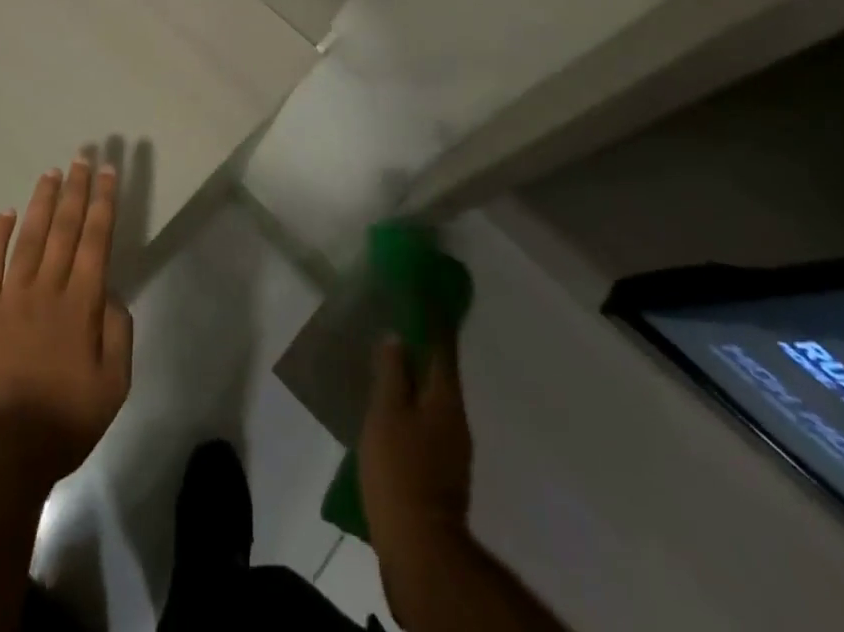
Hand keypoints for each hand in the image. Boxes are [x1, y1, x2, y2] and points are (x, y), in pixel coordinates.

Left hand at [0, 161, 134, 486]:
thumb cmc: (62, 423)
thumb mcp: (113, 385)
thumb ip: (117, 333)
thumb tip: (110, 294)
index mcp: (81, 305)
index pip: (96, 240)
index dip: (103, 203)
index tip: (107, 172)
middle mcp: (46, 290)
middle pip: (64, 229)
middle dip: (76, 190)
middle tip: (83, 157)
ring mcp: (7, 299)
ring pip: (28, 238)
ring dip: (42, 203)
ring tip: (51, 172)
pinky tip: (5, 214)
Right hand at [360, 334, 473, 620]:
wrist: (421, 548)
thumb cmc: (400, 470)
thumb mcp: (387, 413)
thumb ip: (392, 372)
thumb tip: (397, 336)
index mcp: (445, 396)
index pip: (443, 345)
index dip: (433, 319)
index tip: (425, 294)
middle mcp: (456, 417)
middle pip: (441, 373)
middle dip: (423, 350)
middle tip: (398, 328)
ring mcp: (453, 448)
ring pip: (434, 400)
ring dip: (417, 381)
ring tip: (390, 368)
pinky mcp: (442, 473)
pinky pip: (428, 424)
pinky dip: (413, 409)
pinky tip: (394, 414)